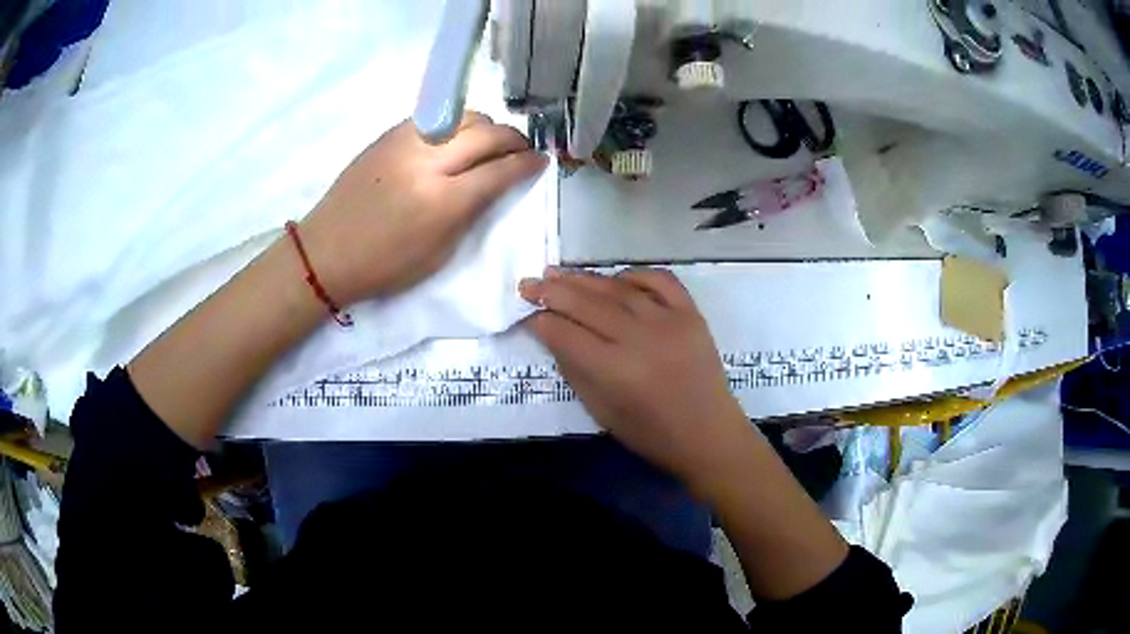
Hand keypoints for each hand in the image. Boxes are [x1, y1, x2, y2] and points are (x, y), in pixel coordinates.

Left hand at [299, 113, 546, 304]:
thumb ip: (472, 213)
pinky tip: (458, 139)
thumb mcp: (439, 253)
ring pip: (464, 116)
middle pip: (487, 134)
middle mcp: (428, 161)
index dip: (527, 164)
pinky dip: (457, 123)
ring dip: (487, 126)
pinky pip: (437, 117)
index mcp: (442, 201)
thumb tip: (496, 184)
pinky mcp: (390, 134)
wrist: (327, 251)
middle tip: (522, 149)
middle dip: (514, 139)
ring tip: (492, 141)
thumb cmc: (384, 266)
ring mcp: (406, 141)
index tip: (541, 161)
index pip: (500, 170)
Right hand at [520, 268, 754, 483]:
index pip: (566, 334)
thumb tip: (552, 334)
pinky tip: (614, 278)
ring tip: (558, 273)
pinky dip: (634, 274)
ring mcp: (669, 321)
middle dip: (552, 292)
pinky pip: (660, 280)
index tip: (526, 315)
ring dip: (584, 279)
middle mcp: (640, 339)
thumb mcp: (601, 411)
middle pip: (587, 305)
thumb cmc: (651, 434)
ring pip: (618, 289)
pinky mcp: (692, 314)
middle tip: (528, 283)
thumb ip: (575, 369)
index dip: (541, 322)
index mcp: (616, 371)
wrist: (709, 434)